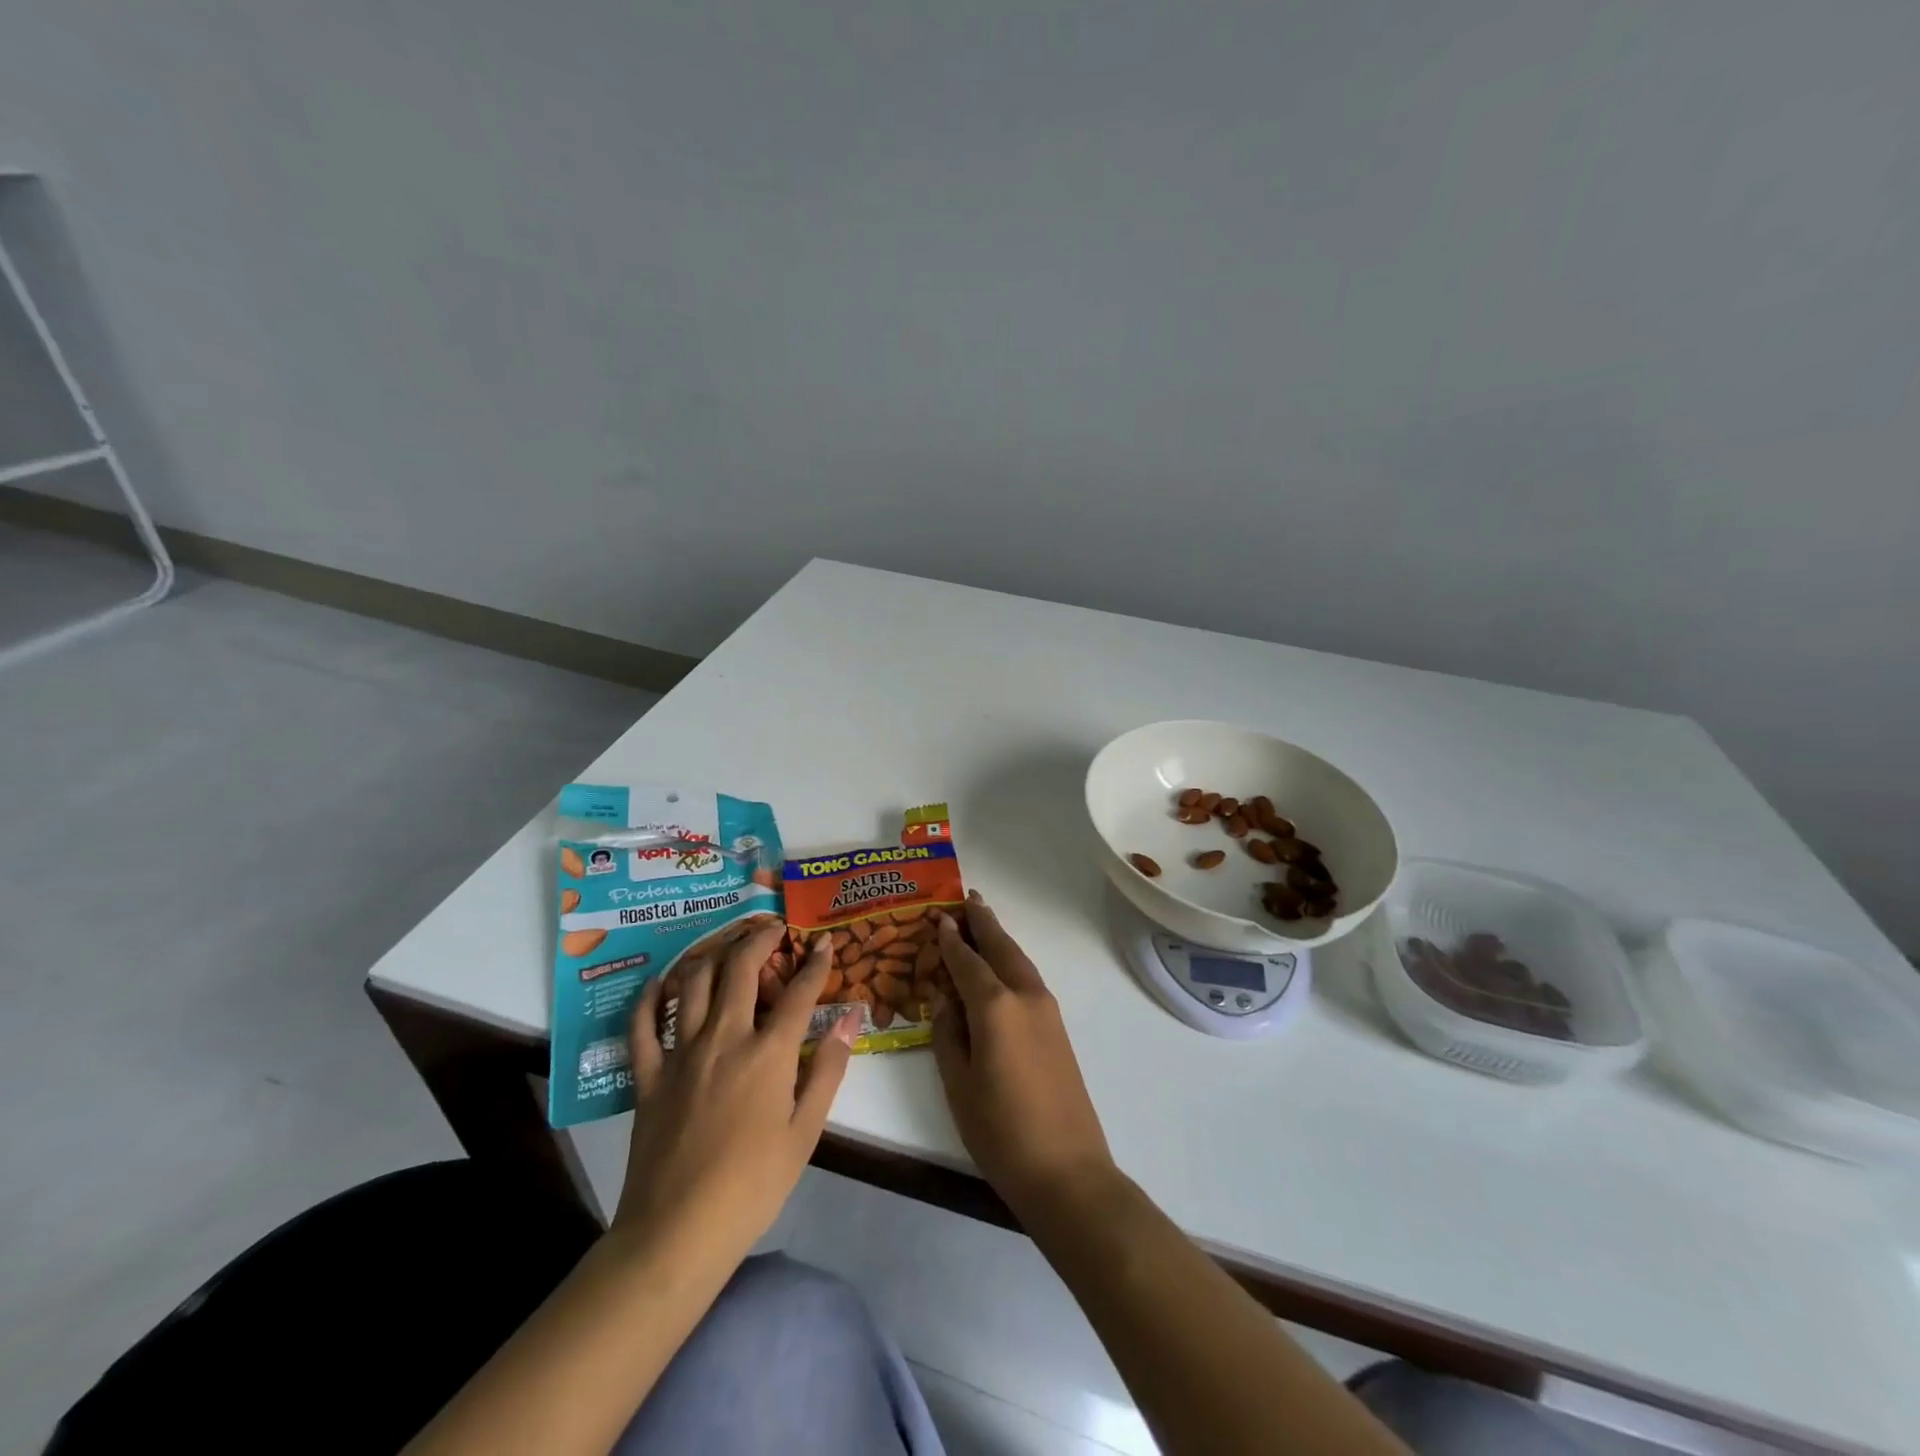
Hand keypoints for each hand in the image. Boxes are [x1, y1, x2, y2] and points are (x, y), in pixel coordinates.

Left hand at [614, 925, 859, 1276]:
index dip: (816, 964)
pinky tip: (662, 981)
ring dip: (714, 954)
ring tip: (728, 945)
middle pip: (741, 970)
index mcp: (768, 1054)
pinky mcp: (648, 1076)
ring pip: (695, 984)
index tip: (826, 943)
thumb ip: (829, 1069)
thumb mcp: (805, 1132)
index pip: (798, 993)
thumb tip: (850, 1019)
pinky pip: (644, 1025)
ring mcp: (681, 1054)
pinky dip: (651, 997)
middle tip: (773, 928)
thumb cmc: (753, 1186)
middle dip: (760, 940)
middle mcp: (724, 1039)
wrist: (676, 1233)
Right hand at [932, 891, 1116, 1217]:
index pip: (966, 961)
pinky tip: (1002, 966)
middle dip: (983, 921)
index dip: (950, 939)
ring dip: (1000, 938)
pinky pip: (1029, 979)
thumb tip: (944, 1000)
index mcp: (995, 1006)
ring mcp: (1047, 1010)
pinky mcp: (1058, 1028)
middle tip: (967, 897)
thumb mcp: (958, 1084)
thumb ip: (947, 1034)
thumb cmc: (1000, 1131)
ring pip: (1019, 960)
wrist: (1067, 1170)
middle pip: (1001, 947)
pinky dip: (1012, 961)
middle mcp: (1024, 996)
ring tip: (982, 920)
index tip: (939, 917)